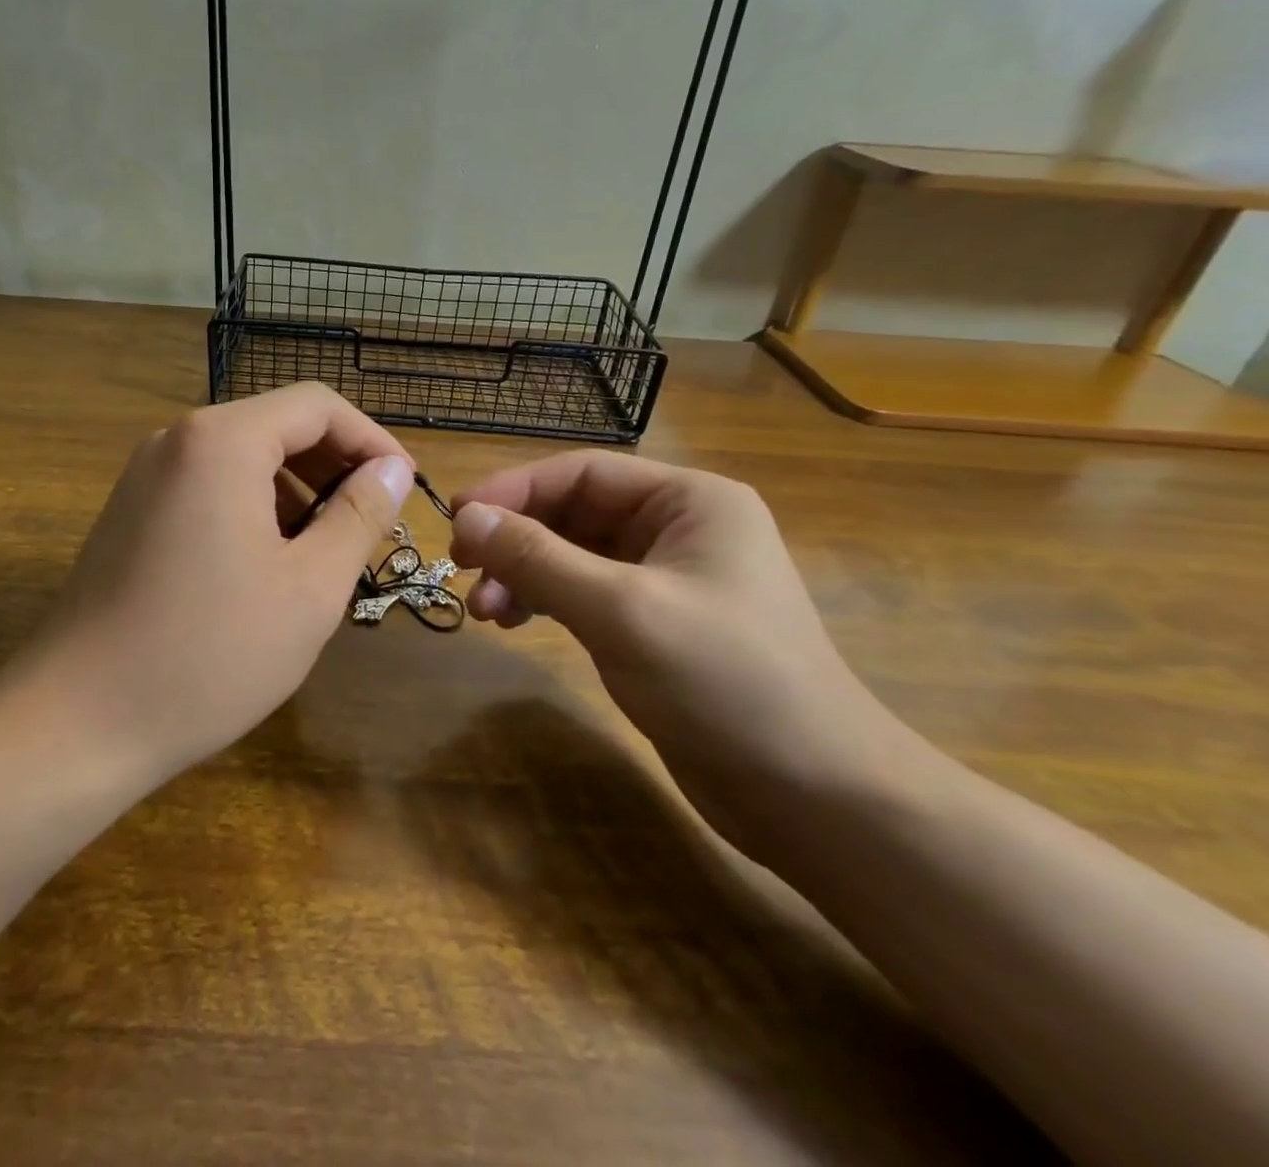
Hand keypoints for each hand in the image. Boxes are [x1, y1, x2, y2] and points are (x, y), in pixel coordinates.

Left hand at [26, 383, 414, 785]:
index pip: (317, 406)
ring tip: (325, 551)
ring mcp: (145, 476)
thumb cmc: (210, 655)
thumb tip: (392, 470)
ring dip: (295, 490)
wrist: (77, 722)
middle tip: (372, 524)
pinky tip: (268, 565)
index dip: (371, 440)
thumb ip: (359, 515)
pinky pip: (207, 486)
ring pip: (242, 458)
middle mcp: (176, 440)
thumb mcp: (310, 587)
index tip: (404, 489)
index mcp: (221, 441)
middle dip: (334, 466)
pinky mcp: (130, 512)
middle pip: (276, 425)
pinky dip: (252, 507)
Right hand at [449, 452, 923, 858]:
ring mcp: (666, 578)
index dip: (514, 490)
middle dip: (515, 540)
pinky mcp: (654, 624)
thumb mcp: (621, 610)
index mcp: (689, 501)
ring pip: (572, 556)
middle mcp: (678, 528)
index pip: (582, 473)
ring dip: (523, 575)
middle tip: (461, 569)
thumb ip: (539, 558)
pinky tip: (513, 622)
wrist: (813, 797)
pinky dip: (544, 601)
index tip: (456, 519)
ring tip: (484, 610)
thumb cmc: (725, 681)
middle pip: (573, 513)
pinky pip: (583, 593)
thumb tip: (466, 517)